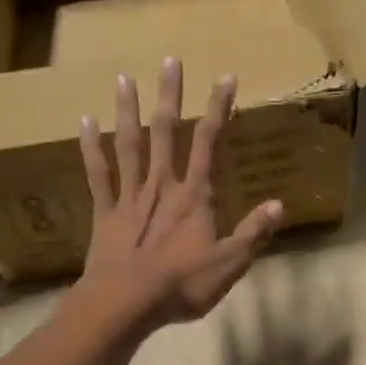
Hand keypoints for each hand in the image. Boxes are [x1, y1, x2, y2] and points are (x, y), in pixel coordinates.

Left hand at [77, 58, 282, 330]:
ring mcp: (130, 196)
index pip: (209, 143)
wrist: (126, 303)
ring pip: (130, 145)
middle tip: (169, 61)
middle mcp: (162, 186)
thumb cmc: (181, 286)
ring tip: (124, 78)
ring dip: (128, 111)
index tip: (226, 78)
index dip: (219, 110)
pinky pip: (97, 174)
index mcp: (194, 197)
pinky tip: (85, 121)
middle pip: (167, 133)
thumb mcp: (229, 264)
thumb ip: (254, 233)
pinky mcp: (105, 212)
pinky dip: (91, 147)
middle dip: (171, 96)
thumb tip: (279, 204)